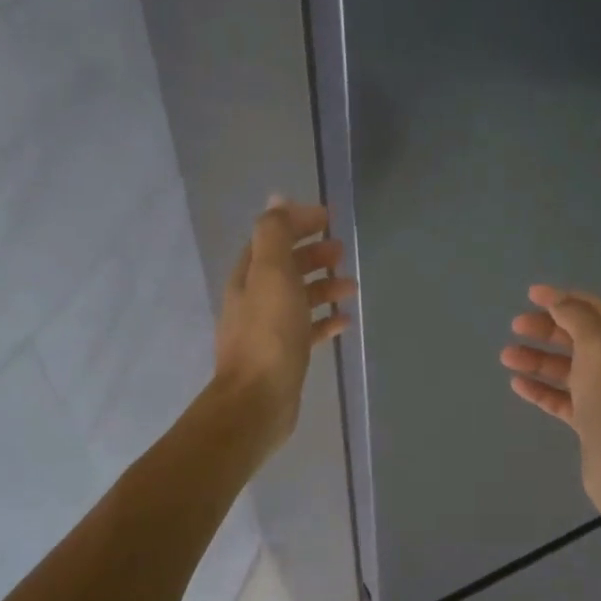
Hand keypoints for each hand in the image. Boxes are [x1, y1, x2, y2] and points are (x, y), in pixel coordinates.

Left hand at [214, 198, 355, 460]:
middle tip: (341, 250)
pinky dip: (326, 321)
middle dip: (312, 255)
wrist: (258, 401)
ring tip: (352, 286)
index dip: (297, 224)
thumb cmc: (268, 334)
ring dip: (324, 287)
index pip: (271, 238)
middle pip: (285, 267)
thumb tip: (278, 198)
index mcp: (248, 277)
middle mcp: (255, 300)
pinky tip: (346, 321)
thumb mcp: (271, 274)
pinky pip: (308, 330)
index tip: (328, 219)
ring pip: (299, 298)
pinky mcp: (285, 356)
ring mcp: (269, 330)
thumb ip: (275, 234)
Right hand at [501, 285, 600, 521]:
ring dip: (537, 359)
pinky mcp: (591, 422)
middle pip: (578, 338)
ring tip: (506, 355)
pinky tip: (517, 383)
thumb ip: (577, 317)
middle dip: (546, 328)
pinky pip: (561, 398)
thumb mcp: (599, 346)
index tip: (530, 294)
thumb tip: (558, 301)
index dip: (563, 299)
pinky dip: (540, 389)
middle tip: (515, 325)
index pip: (594, 310)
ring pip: (566, 368)